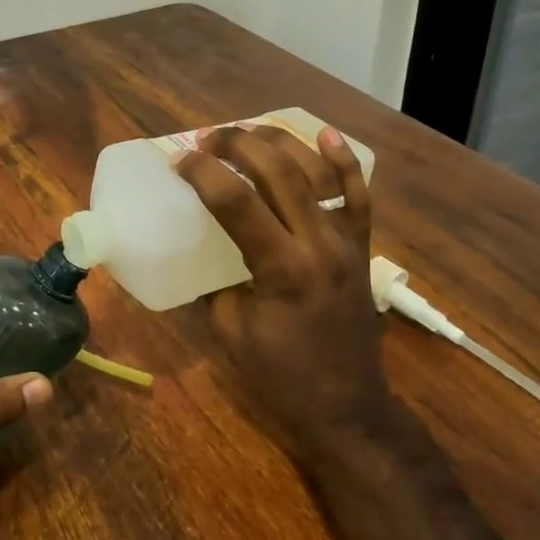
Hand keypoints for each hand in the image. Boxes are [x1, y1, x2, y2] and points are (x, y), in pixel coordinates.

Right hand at [175, 126, 392, 472]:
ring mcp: (346, 241)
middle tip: (206, 140)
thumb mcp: (230, 332)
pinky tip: (325, 134)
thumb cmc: (282, 378)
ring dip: (278, 143)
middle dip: (237, 145)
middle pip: (278, 173)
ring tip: (246, 131)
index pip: (237, 201)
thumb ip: (213, 282)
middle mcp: (319, 244)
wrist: (348, 408)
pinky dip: (343, 161)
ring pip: (315, 173)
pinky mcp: (360, 247)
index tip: (178, 161)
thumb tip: (196, 248)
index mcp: (283, 269)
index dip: (203, 173)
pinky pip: (358, 195)